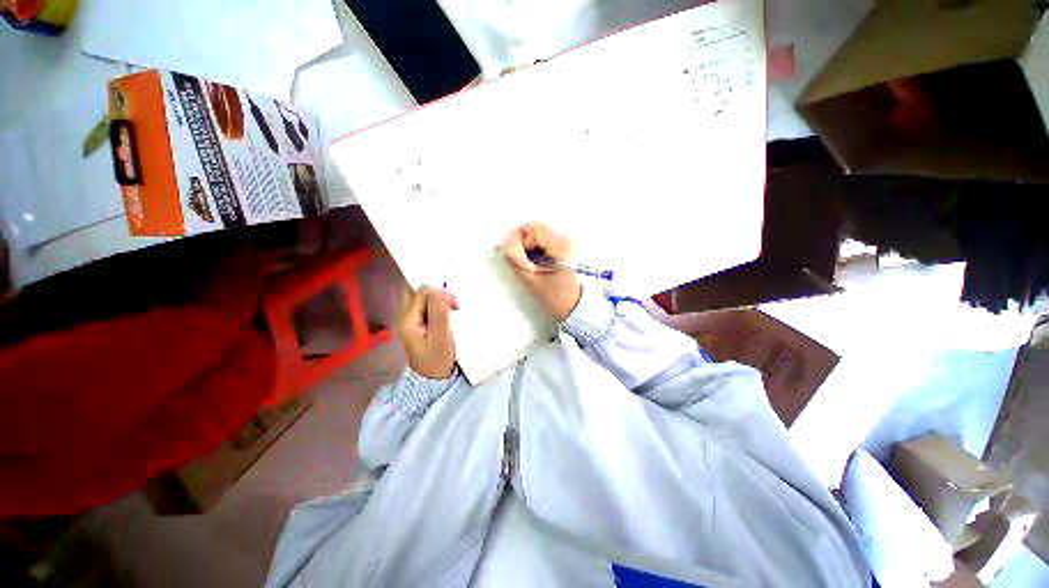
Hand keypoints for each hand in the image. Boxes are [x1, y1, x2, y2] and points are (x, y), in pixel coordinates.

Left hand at [397, 285, 458, 378]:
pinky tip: (443, 312)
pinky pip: (422, 304)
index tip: (454, 305)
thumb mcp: (441, 335)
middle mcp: (403, 315)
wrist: (431, 378)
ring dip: (435, 298)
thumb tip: (441, 291)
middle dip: (435, 292)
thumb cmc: (437, 358)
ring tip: (448, 308)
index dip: (440, 293)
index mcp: (407, 319)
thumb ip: (439, 311)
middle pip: (416, 291)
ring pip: (419, 296)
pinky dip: (433, 304)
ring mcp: (408, 319)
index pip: (422, 292)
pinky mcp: (414, 322)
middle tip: (450, 304)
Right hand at [501, 223, 581, 321]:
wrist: (574, 306)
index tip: (523, 260)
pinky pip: (543, 240)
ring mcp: (565, 241)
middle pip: (534, 228)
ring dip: (529, 247)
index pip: (531, 228)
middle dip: (524, 243)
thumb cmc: (554, 296)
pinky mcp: (564, 246)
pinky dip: (536, 249)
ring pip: (537, 234)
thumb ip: (515, 258)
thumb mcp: (531, 279)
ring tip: (533, 265)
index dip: (520, 242)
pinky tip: (539, 263)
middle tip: (526, 263)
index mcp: (559, 244)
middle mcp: (564, 237)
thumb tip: (505, 241)